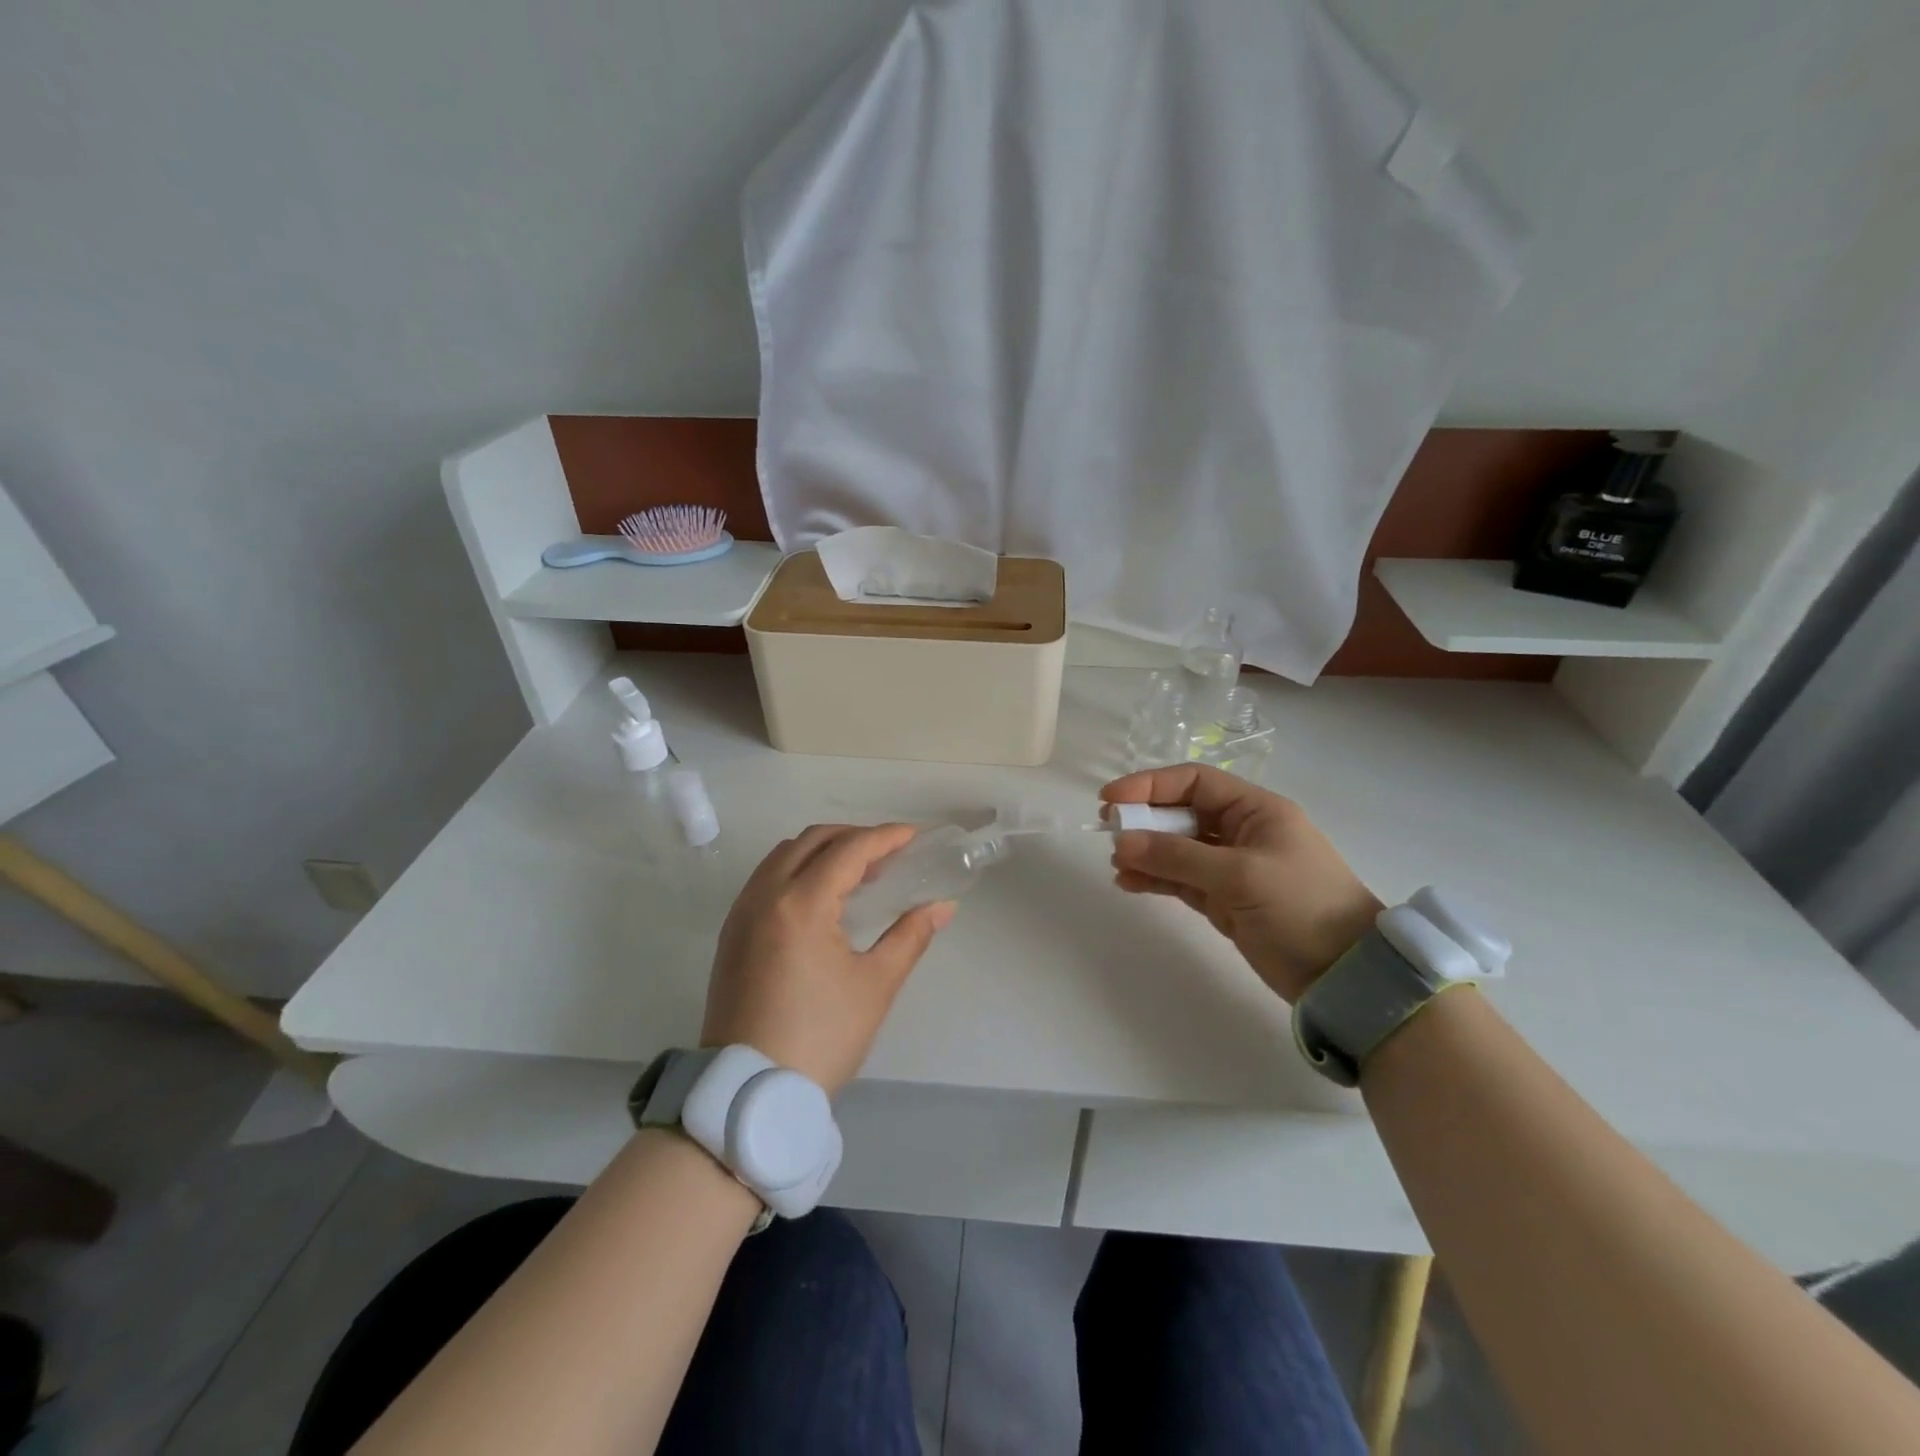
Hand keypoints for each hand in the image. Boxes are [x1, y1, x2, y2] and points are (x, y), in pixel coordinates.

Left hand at [704, 824, 952, 1093]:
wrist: (749, 1094)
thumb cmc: (820, 1038)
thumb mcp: (875, 986)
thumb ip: (910, 936)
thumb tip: (943, 906)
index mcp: (800, 905)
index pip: (848, 850)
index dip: (885, 837)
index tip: (914, 836)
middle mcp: (764, 896)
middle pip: (812, 841)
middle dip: (854, 837)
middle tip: (889, 855)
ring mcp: (741, 913)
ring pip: (783, 855)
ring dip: (822, 850)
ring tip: (858, 874)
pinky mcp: (731, 934)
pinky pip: (765, 878)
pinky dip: (797, 869)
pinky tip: (821, 897)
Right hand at [1104, 764, 1381, 1002]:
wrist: (1346, 976)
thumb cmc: (1301, 907)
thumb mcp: (1239, 875)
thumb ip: (1177, 856)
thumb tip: (1121, 842)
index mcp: (1255, 810)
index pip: (1193, 782)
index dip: (1150, 785)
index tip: (1110, 800)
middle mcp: (1241, 831)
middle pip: (1181, 813)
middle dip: (1144, 820)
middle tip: (1108, 831)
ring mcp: (1232, 867)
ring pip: (1177, 848)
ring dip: (1146, 852)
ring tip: (1116, 864)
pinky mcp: (1224, 900)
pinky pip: (1180, 879)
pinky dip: (1155, 879)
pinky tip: (1128, 882)